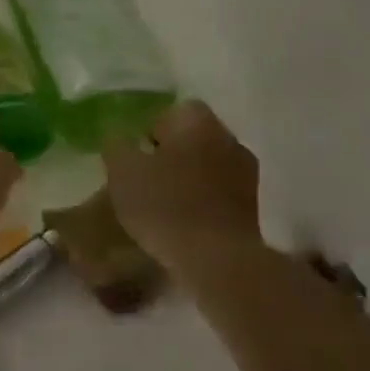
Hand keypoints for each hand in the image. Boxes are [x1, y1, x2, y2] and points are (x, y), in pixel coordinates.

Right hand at [103, 101, 259, 271]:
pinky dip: (203, 200)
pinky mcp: (253, 205)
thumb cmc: (165, 205)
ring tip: (163, 204)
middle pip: (193, 137)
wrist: (216, 259)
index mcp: (198, 121)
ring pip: (208, 164)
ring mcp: (246, 172)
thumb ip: (117, 145)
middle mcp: (228, 138)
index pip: (172, 111)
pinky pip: (219, 191)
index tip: (135, 157)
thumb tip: (120, 136)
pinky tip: (184, 221)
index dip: (150, 131)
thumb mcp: (122, 171)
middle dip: (171, 153)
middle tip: (145, 179)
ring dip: (189, 177)